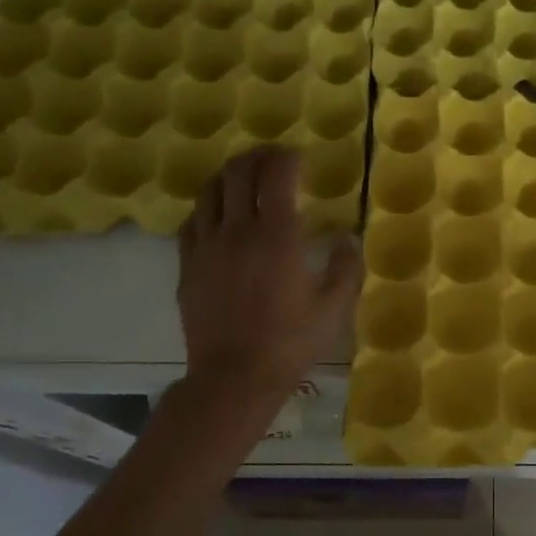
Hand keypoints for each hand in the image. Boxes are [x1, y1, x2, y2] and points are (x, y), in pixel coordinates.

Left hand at [177, 147, 360, 392]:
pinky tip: (220, 216)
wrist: (234, 378)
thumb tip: (348, 238)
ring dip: (230, 176)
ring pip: (210, 190)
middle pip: (239, 171)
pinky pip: (193, 221)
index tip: (299, 157)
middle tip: (274, 160)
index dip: (288, 156)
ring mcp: (207, 246)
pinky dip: (209, 207)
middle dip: (258, 156)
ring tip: (246, 180)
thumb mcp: (334, 307)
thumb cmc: (290, 342)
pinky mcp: (187, 265)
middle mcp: (238, 229)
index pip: (277, 173)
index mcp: (278, 235)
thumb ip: (346, 267)